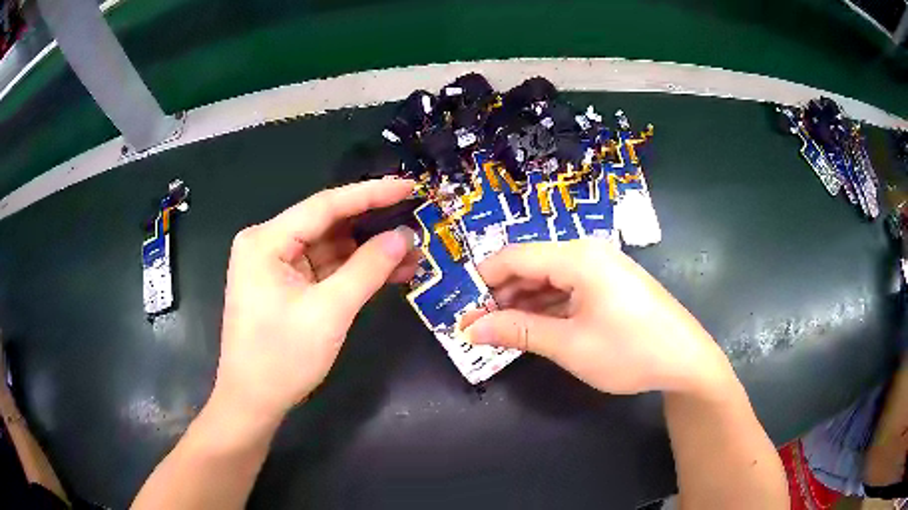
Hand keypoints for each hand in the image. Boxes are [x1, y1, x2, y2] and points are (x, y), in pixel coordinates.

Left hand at [212, 179, 418, 422]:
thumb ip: (368, 269)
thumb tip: (403, 236)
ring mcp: (276, 266)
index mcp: (266, 241)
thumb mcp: (329, 312)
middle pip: (328, 224)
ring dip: (368, 253)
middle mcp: (268, 244)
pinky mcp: (286, 285)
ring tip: (413, 254)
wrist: (253, 402)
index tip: (408, 186)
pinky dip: (355, 272)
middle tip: (416, 222)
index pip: (325, 205)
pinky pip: (325, 269)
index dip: (371, 194)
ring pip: (330, 248)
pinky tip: (389, 272)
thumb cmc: (282, 358)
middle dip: (372, 227)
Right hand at [462, 239, 728, 394]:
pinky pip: (568, 289)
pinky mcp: (610, 285)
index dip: (483, 280)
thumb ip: (518, 332)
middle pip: (531, 265)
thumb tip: (470, 329)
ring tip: (500, 330)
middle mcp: (588, 253)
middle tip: (478, 325)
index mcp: (577, 257)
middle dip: (501, 295)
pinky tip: (533, 327)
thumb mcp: (569, 344)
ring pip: (549, 278)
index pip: (514, 257)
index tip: (461, 307)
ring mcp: (602, 268)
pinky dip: (547, 306)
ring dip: (523, 302)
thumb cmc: (628, 351)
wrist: (686, 360)